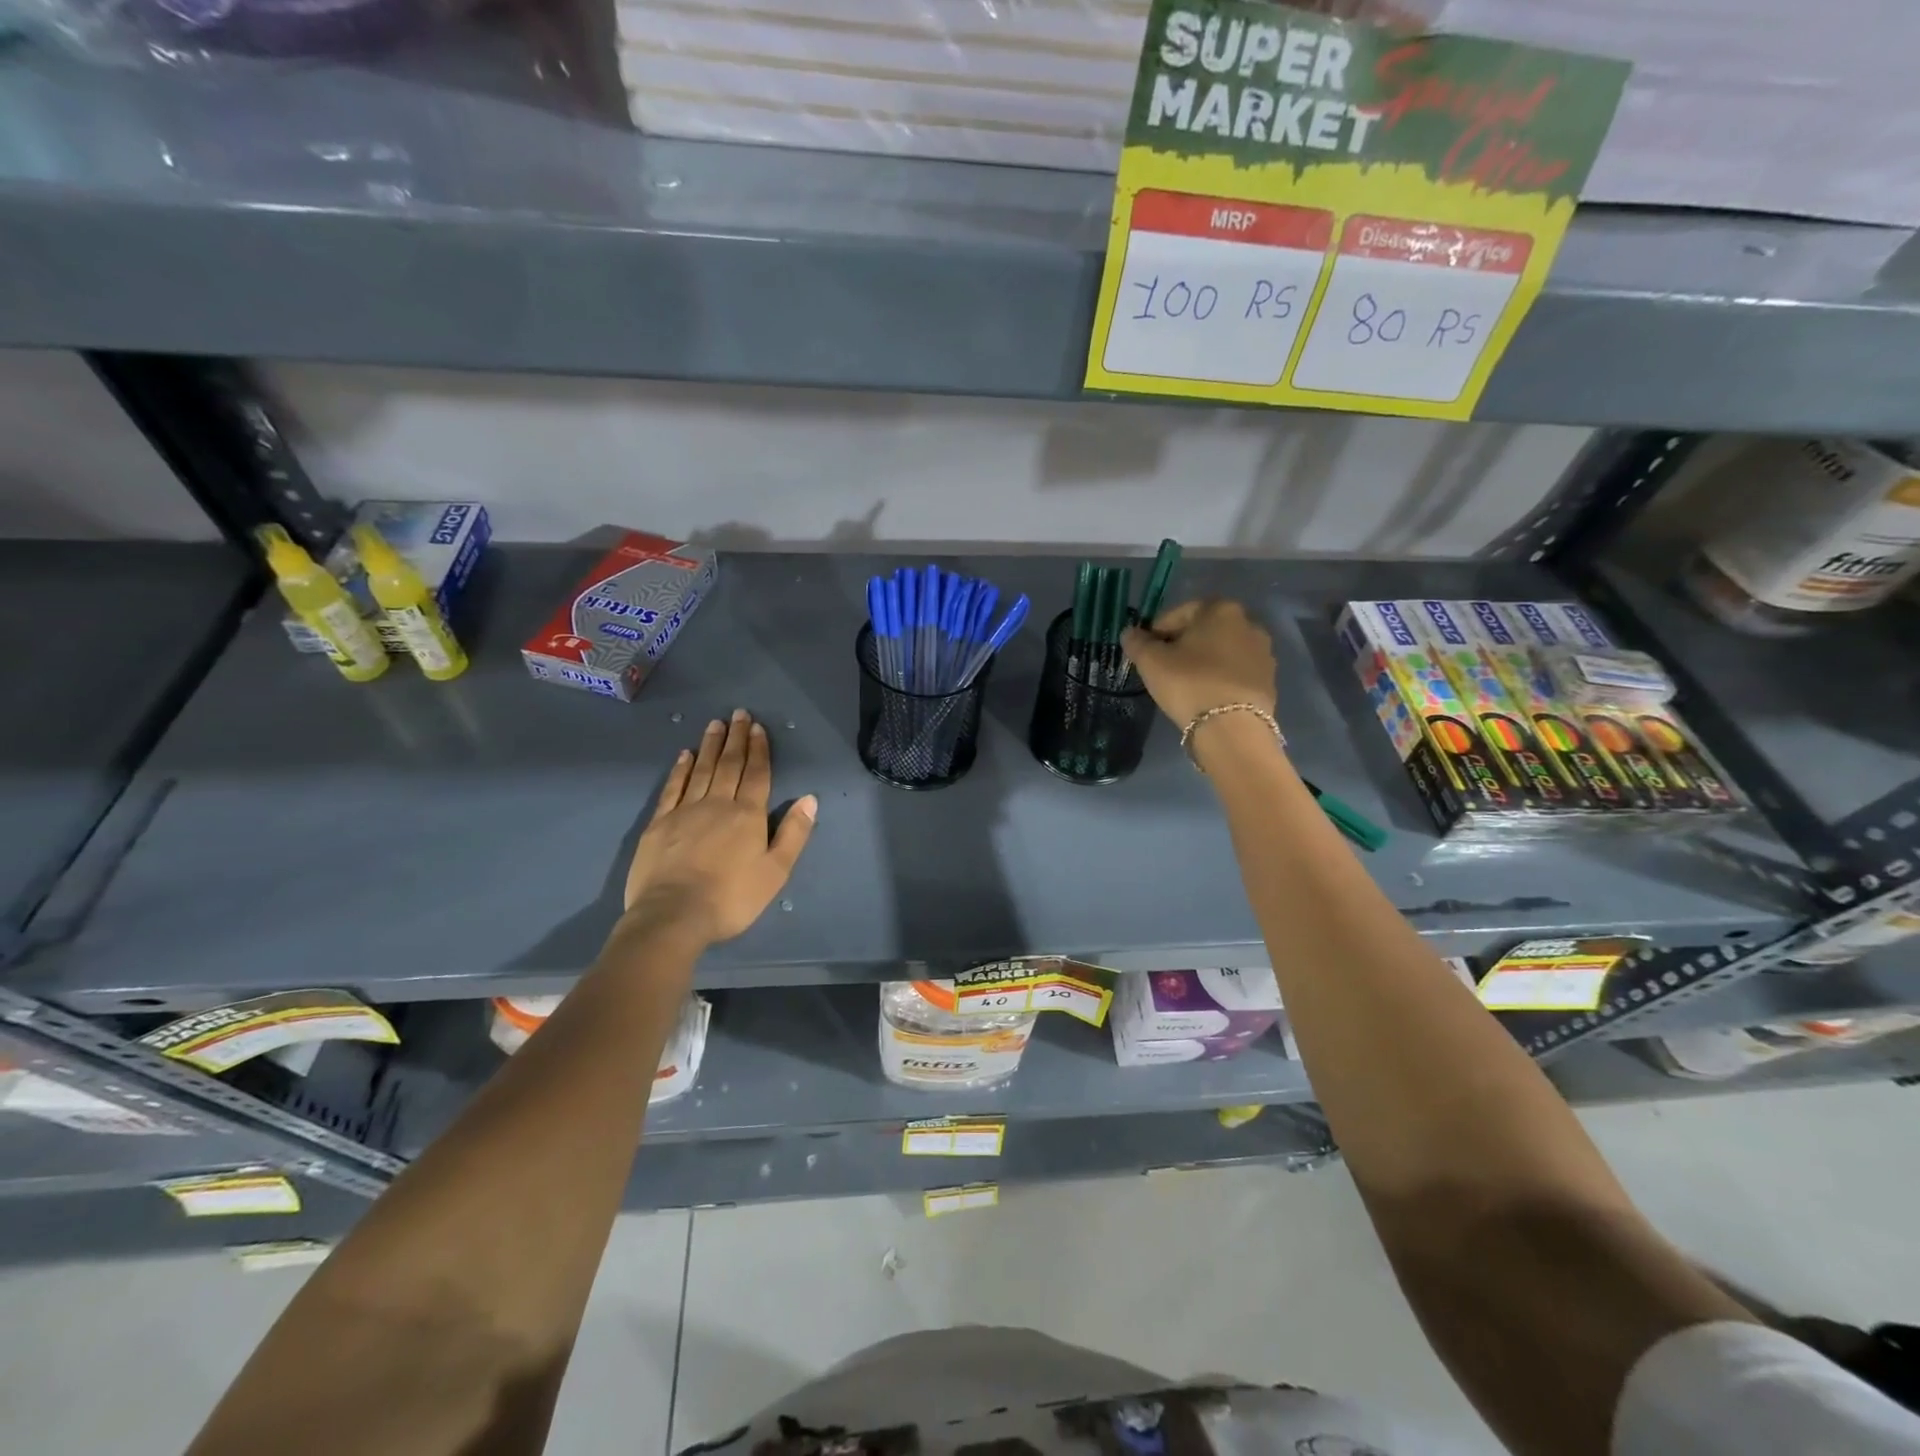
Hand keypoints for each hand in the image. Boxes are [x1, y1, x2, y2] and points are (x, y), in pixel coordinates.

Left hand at [622, 710, 817, 943]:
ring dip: (710, 746)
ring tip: (715, 724)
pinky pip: (672, 788)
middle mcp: (717, 804)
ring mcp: (685, 811)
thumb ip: (794, 833)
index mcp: (748, 815)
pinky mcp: (659, 824)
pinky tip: (684, 755)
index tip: (758, 727)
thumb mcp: (775, 871)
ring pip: (701, 770)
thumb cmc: (732, 898)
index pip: (757, 774)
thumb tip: (810, 798)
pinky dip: (680, 769)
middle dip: (736, 738)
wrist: (673, 916)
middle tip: (738, 714)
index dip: (759, 750)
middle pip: (729, 765)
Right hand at [1120, 599, 1277, 729]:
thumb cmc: (1189, 683)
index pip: (1179, 613)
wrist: (1232, 728)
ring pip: (1222, 651)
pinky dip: (1220, 678)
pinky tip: (1206, 695)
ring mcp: (1263, 652)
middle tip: (1164, 667)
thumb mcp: (1151, 661)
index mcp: (1220, 609)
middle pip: (1204, 630)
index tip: (1146, 652)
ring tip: (1186, 684)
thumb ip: (1137, 642)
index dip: (1157, 631)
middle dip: (1184, 644)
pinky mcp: (1269, 680)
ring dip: (1204, 661)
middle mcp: (1248, 623)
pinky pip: (1236, 672)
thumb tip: (1130, 633)